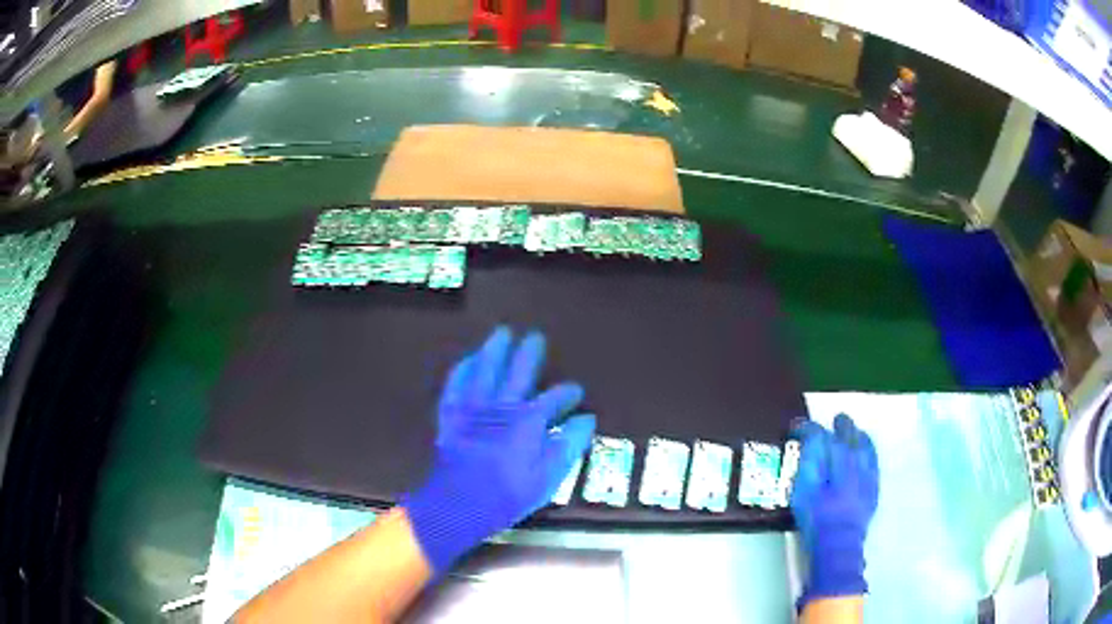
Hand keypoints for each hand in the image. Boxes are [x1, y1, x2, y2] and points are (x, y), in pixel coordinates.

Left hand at [402, 326, 595, 573]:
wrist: (457, 504)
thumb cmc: (507, 495)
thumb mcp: (547, 478)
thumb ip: (568, 446)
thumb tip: (586, 420)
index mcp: (528, 421)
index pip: (554, 398)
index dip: (568, 393)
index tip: (576, 392)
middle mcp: (501, 405)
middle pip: (518, 371)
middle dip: (529, 353)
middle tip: (535, 336)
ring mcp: (472, 407)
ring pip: (485, 369)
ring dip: (494, 349)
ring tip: (502, 333)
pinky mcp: (450, 414)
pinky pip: (455, 384)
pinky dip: (463, 369)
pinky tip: (468, 360)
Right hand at [790, 414, 878, 604]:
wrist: (838, 543)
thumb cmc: (816, 517)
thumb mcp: (804, 489)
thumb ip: (809, 460)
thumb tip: (812, 437)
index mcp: (836, 458)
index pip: (822, 435)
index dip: (809, 429)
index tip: (798, 427)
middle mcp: (856, 460)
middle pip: (849, 435)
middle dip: (840, 425)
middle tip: (834, 419)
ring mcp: (868, 472)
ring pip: (865, 444)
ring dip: (857, 435)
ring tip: (852, 431)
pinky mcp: (874, 486)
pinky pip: (874, 459)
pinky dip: (869, 449)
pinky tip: (865, 450)